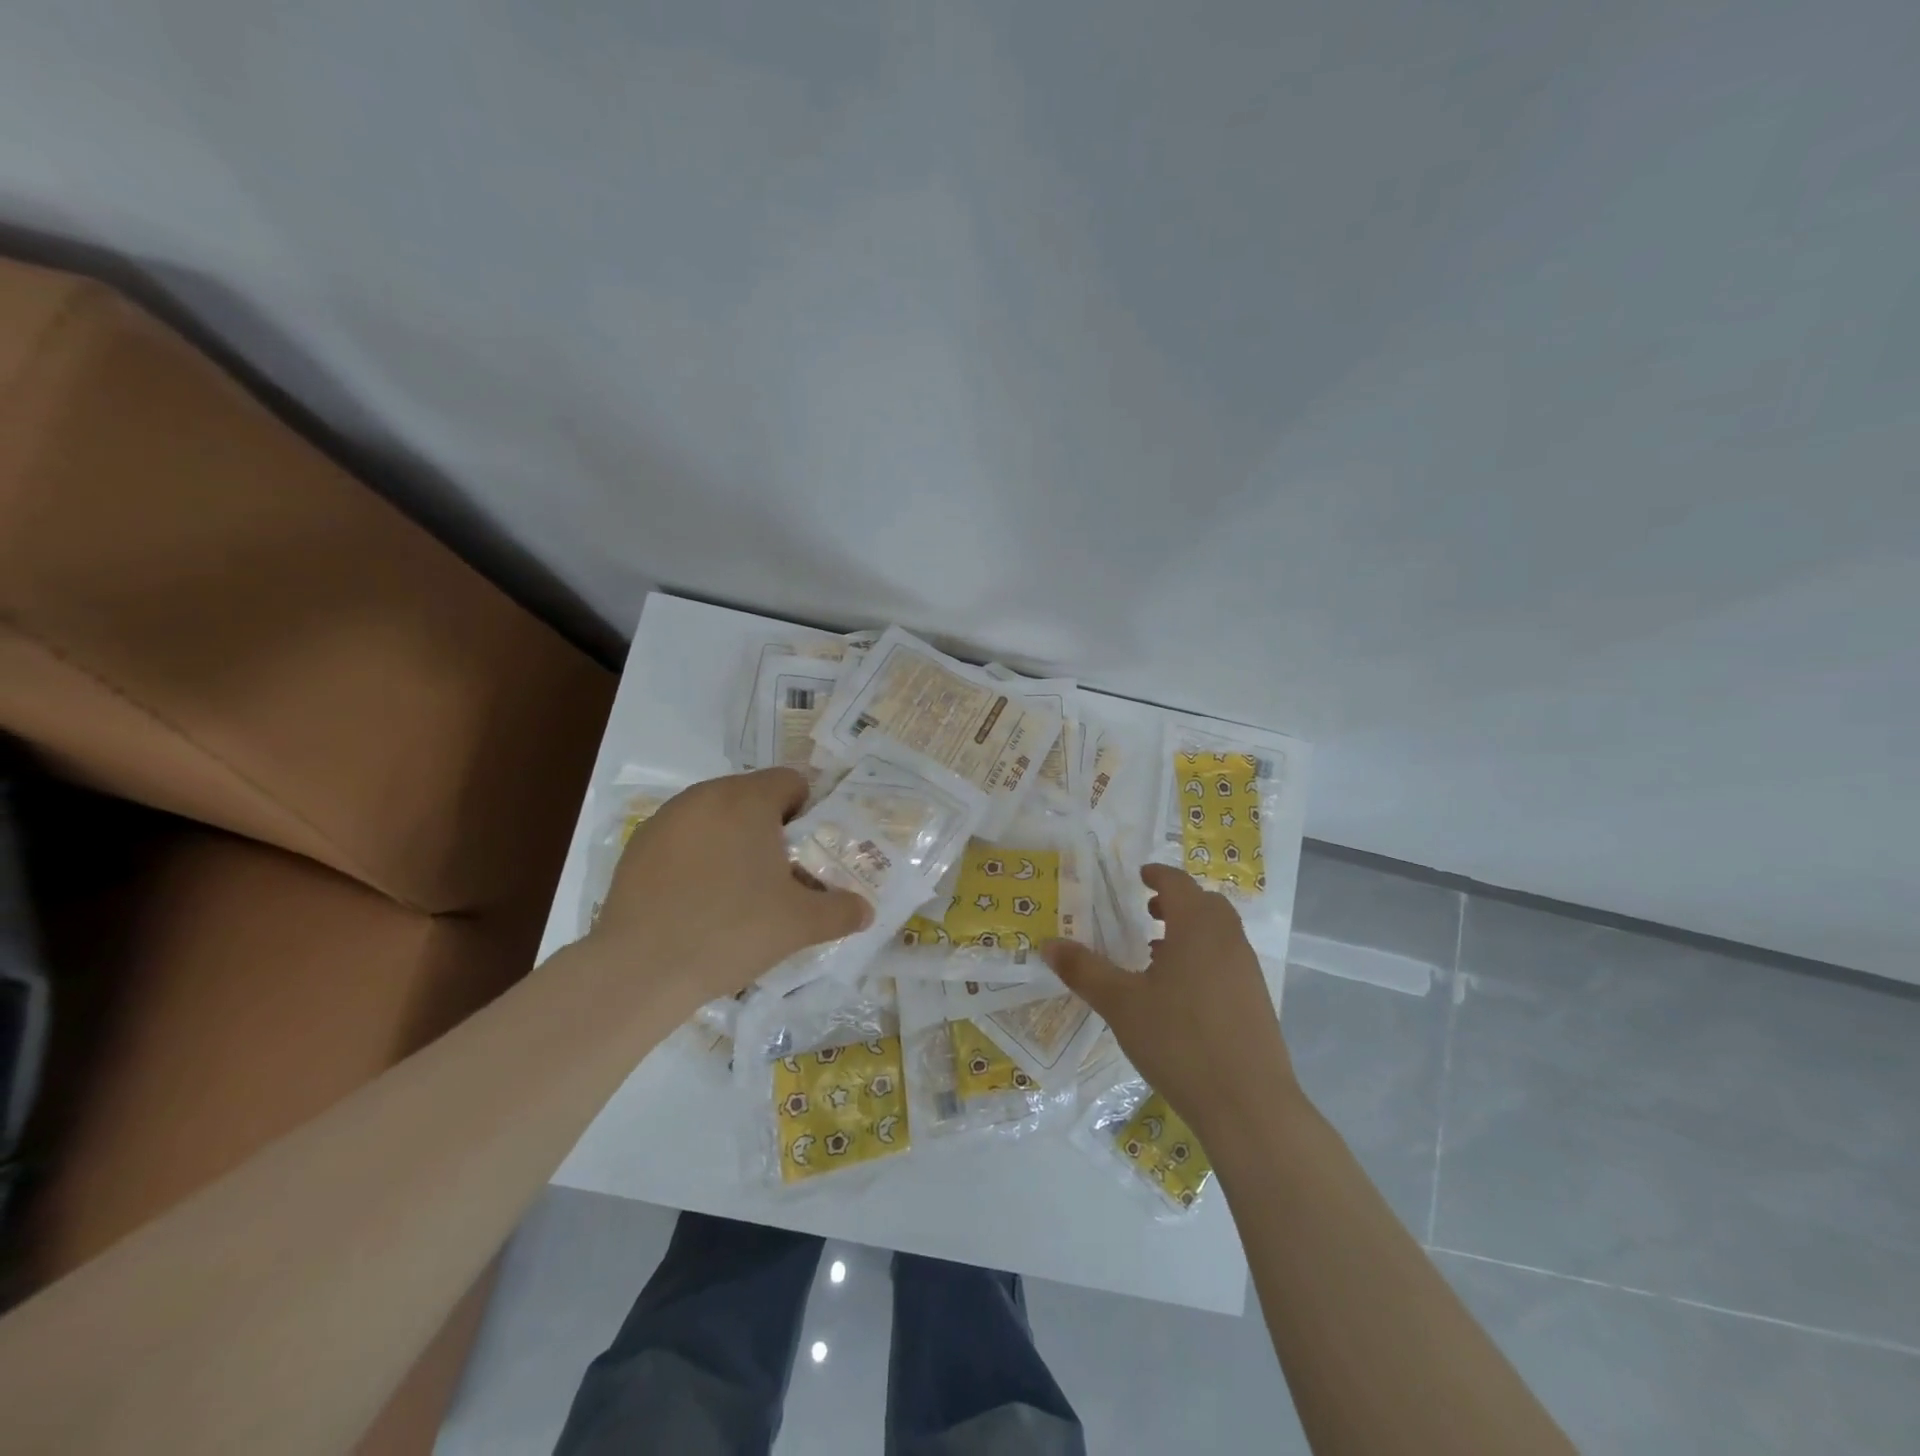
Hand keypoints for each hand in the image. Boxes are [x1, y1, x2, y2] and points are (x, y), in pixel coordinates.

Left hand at [590, 768, 871, 1011]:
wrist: (641, 968)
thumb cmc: (732, 930)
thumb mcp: (800, 924)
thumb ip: (841, 911)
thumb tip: (866, 910)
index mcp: (748, 800)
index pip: (791, 781)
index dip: (808, 813)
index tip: (807, 854)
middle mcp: (705, 795)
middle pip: (752, 797)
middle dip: (771, 829)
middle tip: (779, 876)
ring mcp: (666, 819)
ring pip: (716, 816)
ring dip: (733, 840)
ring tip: (737, 891)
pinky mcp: (638, 846)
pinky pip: (683, 838)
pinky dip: (698, 857)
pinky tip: (697, 900)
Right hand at [1043, 864, 1297, 1141]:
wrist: (1249, 1106)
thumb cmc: (1180, 1042)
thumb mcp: (1121, 1004)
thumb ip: (1084, 970)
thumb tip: (1048, 944)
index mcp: (1197, 927)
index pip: (1178, 883)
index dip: (1158, 875)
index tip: (1140, 876)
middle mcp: (1228, 940)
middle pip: (1205, 904)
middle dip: (1176, 902)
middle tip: (1147, 913)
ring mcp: (1248, 971)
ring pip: (1219, 933)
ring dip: (1190, 931)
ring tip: (1157, 955)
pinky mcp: (1256, 1002)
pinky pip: (1227, 961)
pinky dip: (1204, 958)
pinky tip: (1180, 994)